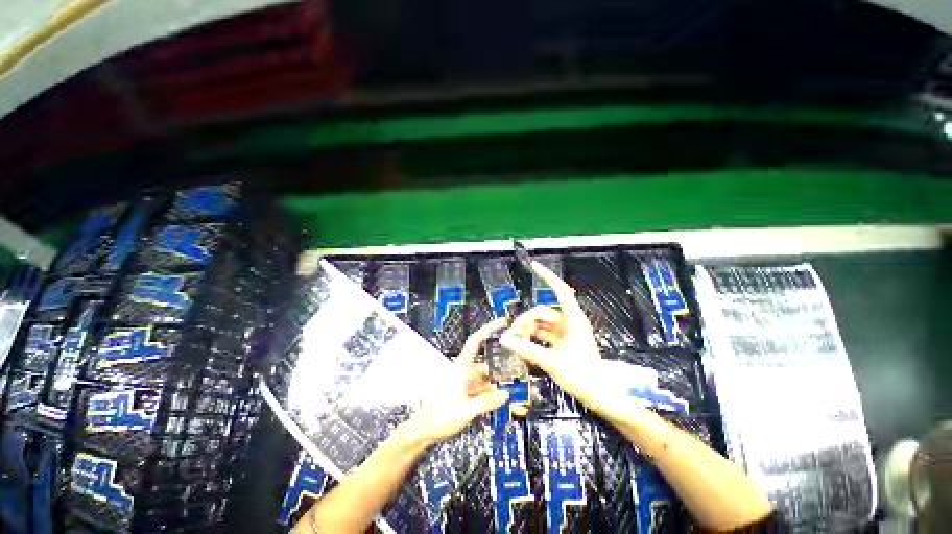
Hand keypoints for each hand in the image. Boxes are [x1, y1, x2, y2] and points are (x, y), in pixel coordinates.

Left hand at [404, 319, 509, 445]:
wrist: (423, 430)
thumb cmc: (438, 418)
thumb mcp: (464, 412)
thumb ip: (486, 402)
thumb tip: (505, 394)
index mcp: (461, 368)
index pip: (475, 341)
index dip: (488, 329)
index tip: (502, 322)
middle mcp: (463, 371)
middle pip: (485, 362)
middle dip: (500, 365)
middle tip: (518, 369)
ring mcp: (464, 381)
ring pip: (485, 376)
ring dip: (496, 382)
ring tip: (512, 388)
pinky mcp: (464, 391)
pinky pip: (481, 387)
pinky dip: (490, 391)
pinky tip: (499, 399)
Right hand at [500, 260, 603, 406]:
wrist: (599, 396)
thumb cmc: (583, 377)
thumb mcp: (552, 362)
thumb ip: (527, 350)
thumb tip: (504, 340)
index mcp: (573, 320)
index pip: (561, 291)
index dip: (548, 277)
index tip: (534, 266)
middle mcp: (569, 322)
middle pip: (541, 312)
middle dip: (525, 322)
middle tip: (513, 338)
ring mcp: (565, 332)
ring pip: (540, 324)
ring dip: (528, 332)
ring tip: (518, 346)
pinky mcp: (561, 342)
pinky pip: (542, 334)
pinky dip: (533, 339)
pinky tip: (524, 349)